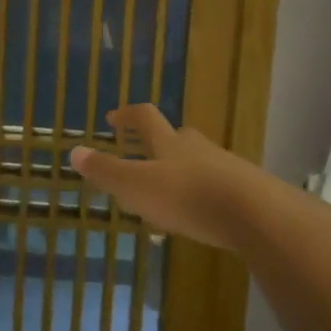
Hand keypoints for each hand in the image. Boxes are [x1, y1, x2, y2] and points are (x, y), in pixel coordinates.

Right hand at [69, 104, 266, 252]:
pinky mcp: (247, 191)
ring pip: (198, 162)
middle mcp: (197, 148)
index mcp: (168, 143)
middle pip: (176, 136)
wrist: (257, 215)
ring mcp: (225, 167)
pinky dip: (203, 194)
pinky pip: (217, 186)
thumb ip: (106, 172)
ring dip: (181, 171)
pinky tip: (200, 215)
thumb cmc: (187, 197)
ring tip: (168, 193)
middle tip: (143, 154)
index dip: (127, 115)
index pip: (145, 118)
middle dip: (158, 142)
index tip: (113, 118)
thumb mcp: (136, 186)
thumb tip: (73, 152)